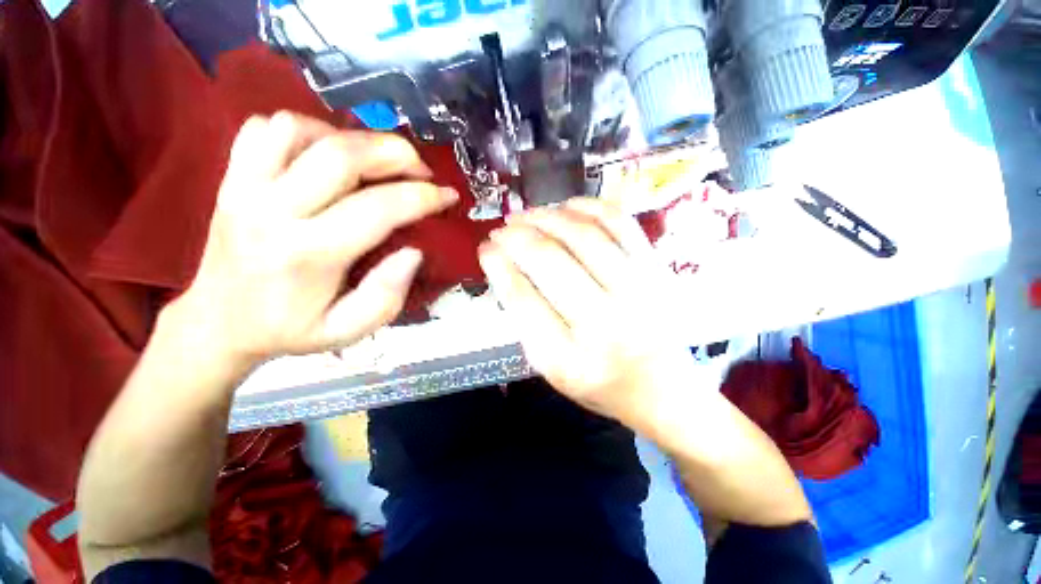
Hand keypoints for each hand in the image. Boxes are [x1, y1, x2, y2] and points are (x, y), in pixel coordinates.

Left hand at [171, 112, 457, 365]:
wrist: (219, 322)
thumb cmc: (289, 329)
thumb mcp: (348, 330)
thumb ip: (387, 295)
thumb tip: (413, 251)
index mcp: (309, 254)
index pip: (378, 208)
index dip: (423, 196)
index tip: (447, 195)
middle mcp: (273, 211)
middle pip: (340, 156)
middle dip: (394, 153)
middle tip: (420, 169)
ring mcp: (244, 187)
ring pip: (299, 129)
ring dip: (349, 138)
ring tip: (373, 162)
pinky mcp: (230, 177)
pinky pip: (265, 129)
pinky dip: (305, 130)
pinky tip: (325, 154)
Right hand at [478, 198, 696, 425]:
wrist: (662, 388)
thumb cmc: (598, 381)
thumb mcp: (551, 367)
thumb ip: (525, 321)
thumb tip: (504, 266)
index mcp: (567, 359)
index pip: (522, 299)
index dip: (497, 265)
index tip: (486, 248)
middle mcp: (602, 324)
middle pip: (549, 261)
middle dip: (517, 236)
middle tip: (503, 229)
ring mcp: (636, 292)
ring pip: (582, 235)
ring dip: (547, 216)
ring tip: (528, 215)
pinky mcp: (656, 271)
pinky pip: (620, 223)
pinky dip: (589, 207)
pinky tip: (567, 207)